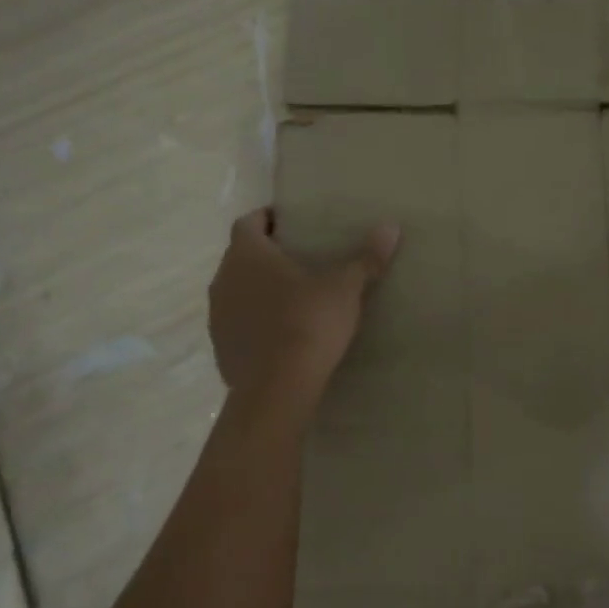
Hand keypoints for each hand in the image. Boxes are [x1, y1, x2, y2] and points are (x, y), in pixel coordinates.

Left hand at [208, 207, 398, 413]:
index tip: (290, 223)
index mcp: (247, 254)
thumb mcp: (344, 289)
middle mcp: (224, 278)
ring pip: (236, 290)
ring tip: (291, 296)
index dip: (268, 219)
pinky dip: (254, 321)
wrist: (277, 388)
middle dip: (266, 255)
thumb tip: (391, 227)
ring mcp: (217, 315)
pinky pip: (237, 323)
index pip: (248, 222)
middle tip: (299, 259)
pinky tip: (280, 333)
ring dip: (257, 289)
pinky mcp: (221, 347)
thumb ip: (365, 258)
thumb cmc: (308, 324)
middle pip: (241, 256)